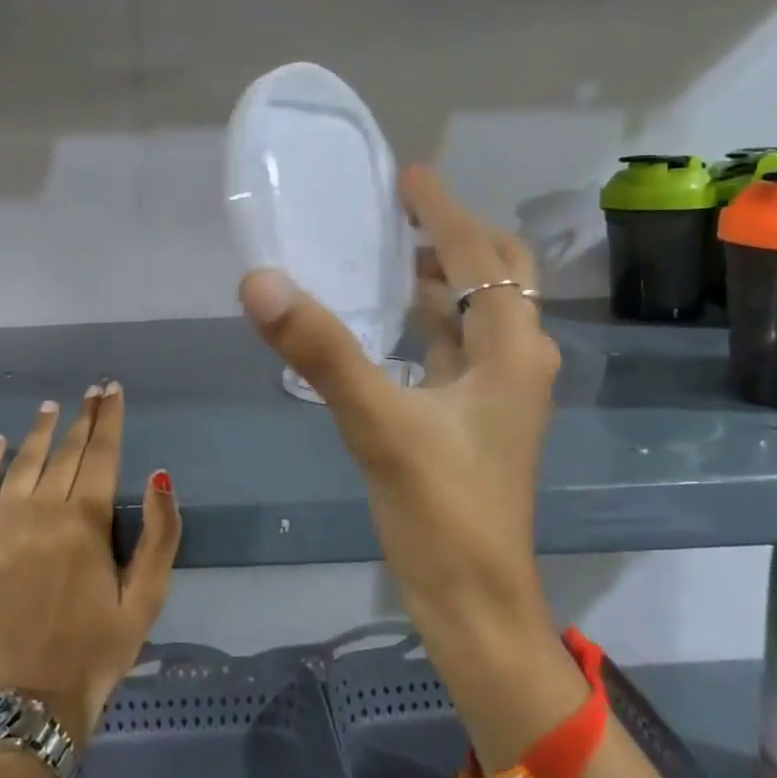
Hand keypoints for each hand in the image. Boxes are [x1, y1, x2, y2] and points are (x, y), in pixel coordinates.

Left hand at [0, 385, 181, 743]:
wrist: (34, 698)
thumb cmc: (100, 646)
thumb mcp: (148, 597)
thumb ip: (161, 534)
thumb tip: (160, 475)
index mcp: (86, 523)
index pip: (102, 454)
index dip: (110, 419)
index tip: (113, 390)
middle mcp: (42, 513)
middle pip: (65, 452)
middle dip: (83, 418)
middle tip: (92, 391)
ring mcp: (1, 527)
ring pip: (22, 463)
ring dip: (39, 431)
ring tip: (51, 406)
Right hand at [239, 167, 577, 730]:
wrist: (475, 604)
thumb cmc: (442, 513)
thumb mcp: (378, 424)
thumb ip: (322, 351)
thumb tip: (260, 280)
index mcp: (510, 348)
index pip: (480, 255)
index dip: (444, 209)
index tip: (406, 173)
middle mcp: (516, 358)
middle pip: (499, 273)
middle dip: (456, 234)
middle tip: (402, 208)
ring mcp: (498, 390)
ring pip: (479, 309)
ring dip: (444, 273)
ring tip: (392, 247)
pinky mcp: (474, 416)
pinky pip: (457, 344)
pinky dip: (431, 317)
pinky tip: (392, 318)